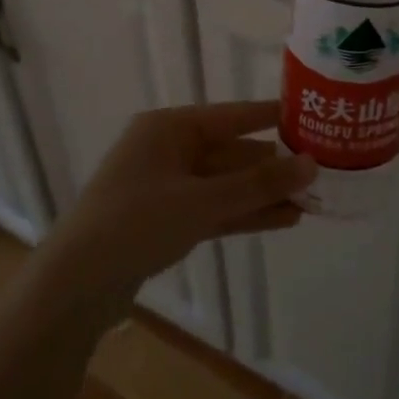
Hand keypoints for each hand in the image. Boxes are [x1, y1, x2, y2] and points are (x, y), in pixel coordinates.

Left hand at [36, 102, 314, 304]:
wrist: (76, 283)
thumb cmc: (136, 223)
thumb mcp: (201, 201)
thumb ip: (257, 185)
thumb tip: (311, 165)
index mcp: (169, 128)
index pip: (232, 115)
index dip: (272, 117)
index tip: (312, 116)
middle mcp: (168, 149)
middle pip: (231, 151)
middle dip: (273, 165)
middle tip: (322, 172)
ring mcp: (165, 186)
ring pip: (225, 184)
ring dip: (263, 193)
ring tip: (312, 201)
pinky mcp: (166, 219)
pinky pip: (213, 208)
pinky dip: (243, 213)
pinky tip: (282, 220)